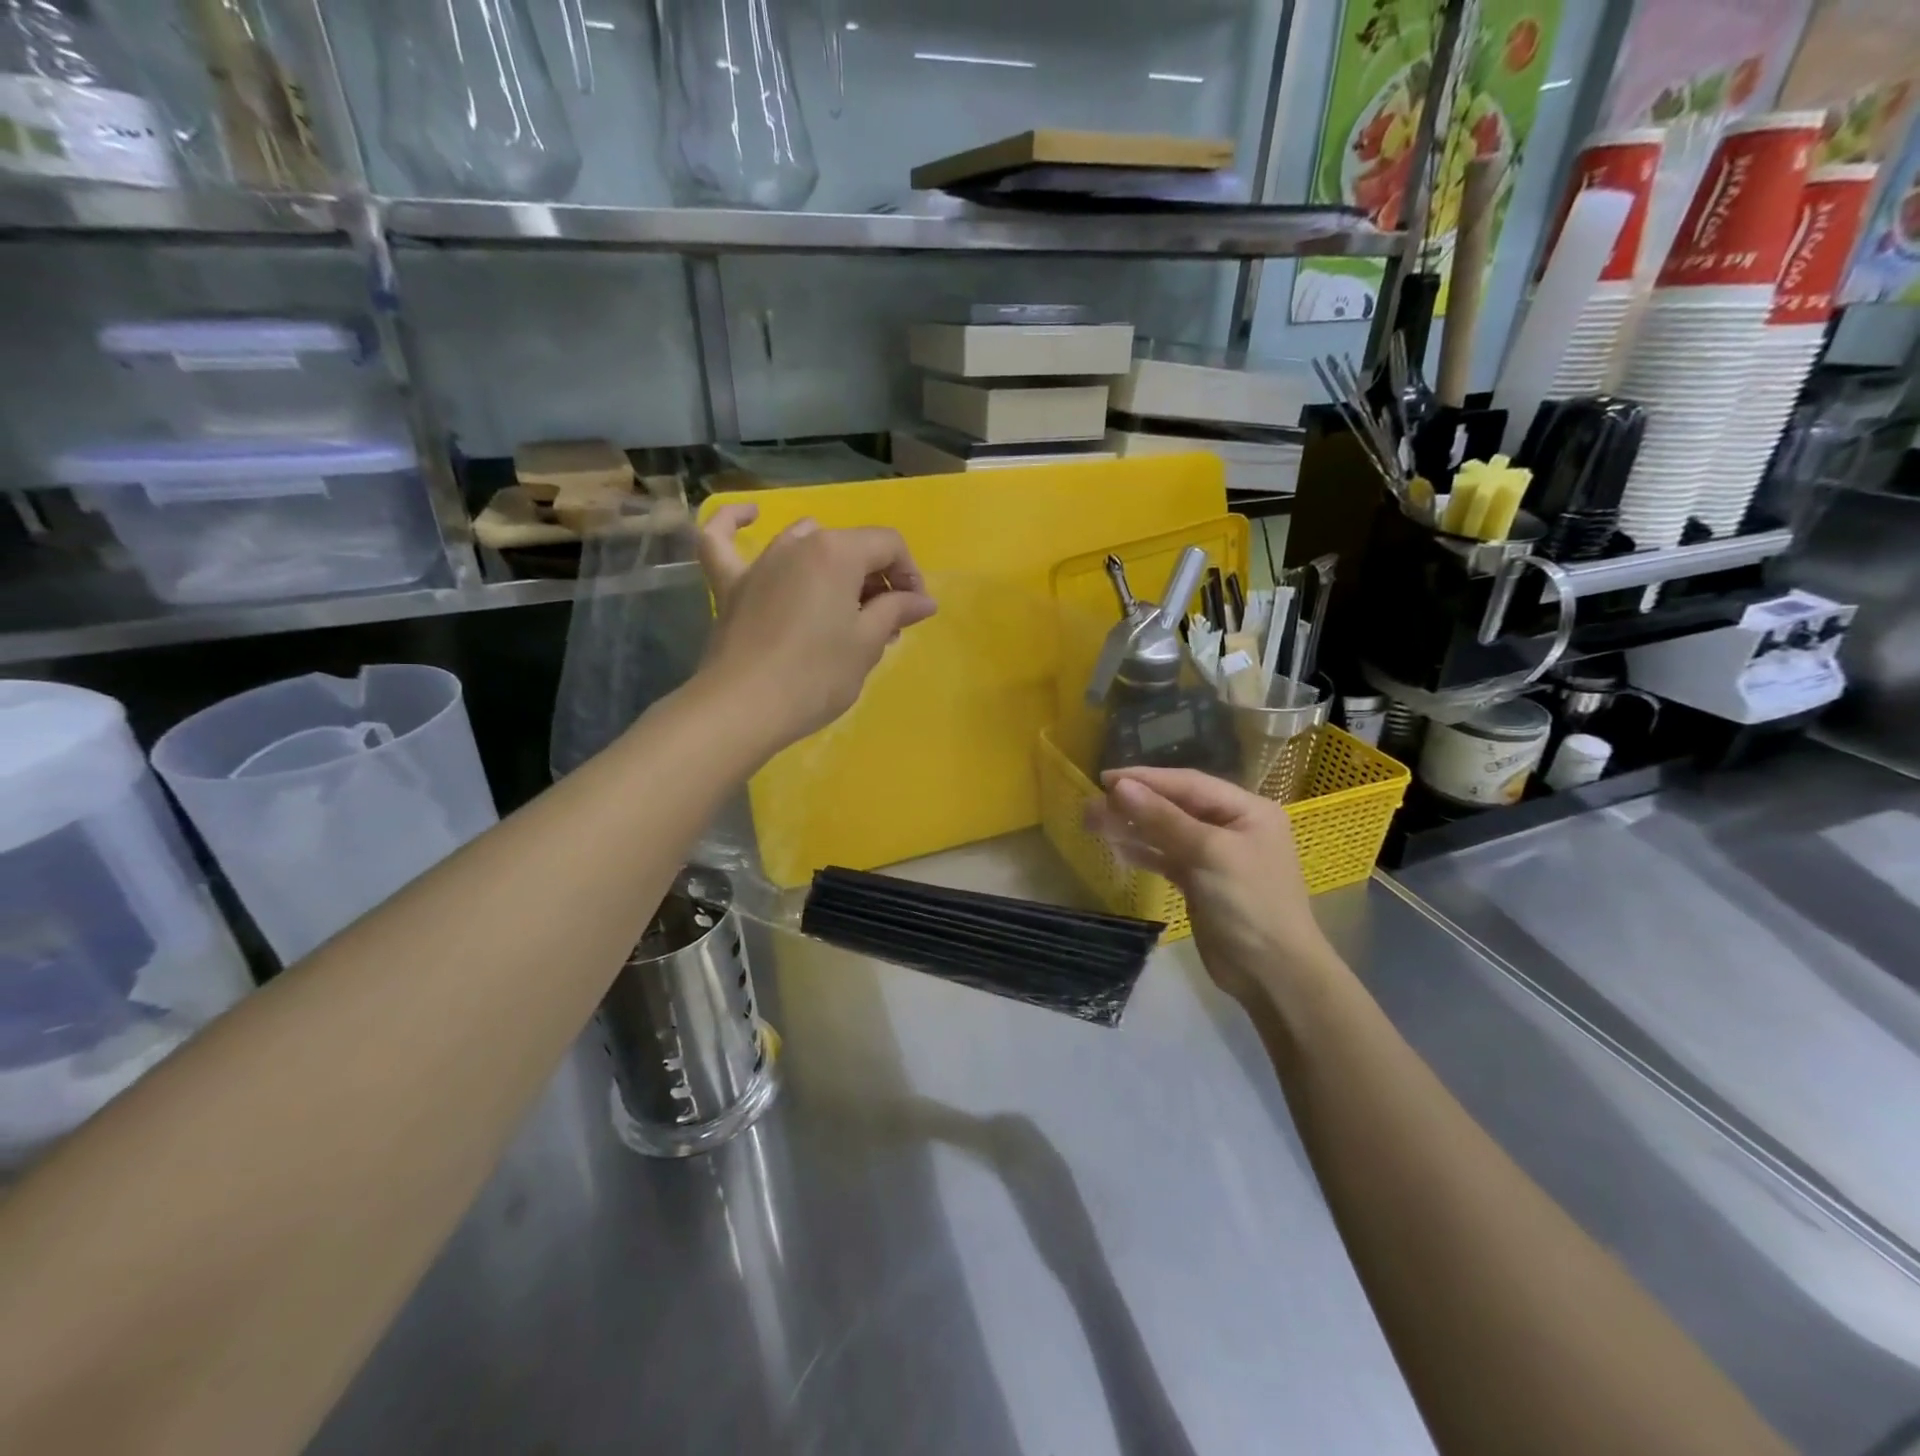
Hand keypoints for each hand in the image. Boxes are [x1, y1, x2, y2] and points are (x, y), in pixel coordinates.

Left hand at [696, 503, 936, 752]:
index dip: (909, 575)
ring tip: (843, 603)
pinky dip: (734, 523)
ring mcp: (760, 562)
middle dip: (876, 579)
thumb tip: (923, 600)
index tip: (914, 612)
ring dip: (833, 564)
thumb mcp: (867, 644)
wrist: (745, 707)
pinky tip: (750, 514)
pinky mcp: (730, 585)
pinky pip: (723, 541)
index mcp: (837, 553)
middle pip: (850, 546)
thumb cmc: (817, 676)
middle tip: (887, 625)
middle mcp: (798, 545)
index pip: (889, 545)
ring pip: (805, 543)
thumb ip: (896, 612)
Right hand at [1087, 767, 1337, 1006]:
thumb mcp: (1209, 853)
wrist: (1272, 974)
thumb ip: (1163, 818)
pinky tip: (1116, 848)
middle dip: (1134, 804)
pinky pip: (1166, 858)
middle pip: (1175, 806)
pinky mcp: (1200, 883)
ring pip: (1166, 832)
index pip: (1189, 784)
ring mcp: (1216, 856)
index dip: (1146, 779)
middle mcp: (1232, 827)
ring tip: (1093, 822)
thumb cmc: (1249, 904)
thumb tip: (1120, 786)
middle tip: (1092, 804)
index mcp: (1247, 810)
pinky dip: (1142, 852)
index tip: (1104, 779)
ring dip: (1132, 827)